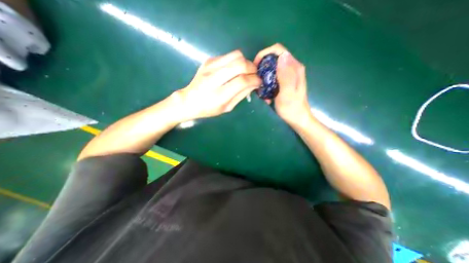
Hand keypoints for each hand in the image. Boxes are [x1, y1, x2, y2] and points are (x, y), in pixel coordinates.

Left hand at [171, 49, 259, 121]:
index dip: (254, 79)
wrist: (189, 100)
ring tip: (245, 71)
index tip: (259, 82)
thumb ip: (241, 95)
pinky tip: (233, 69)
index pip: (242, 81)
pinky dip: (236, 61)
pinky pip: (228, 55)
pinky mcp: (208, 61)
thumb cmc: (209, 109)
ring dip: (245, 62)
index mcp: (219, 95)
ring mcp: (210, 67)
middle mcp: (214, 78)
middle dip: (252, 68)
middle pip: (240, 64)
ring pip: (236, 55)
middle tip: (254, 75)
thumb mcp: (227, 107)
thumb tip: (254, 83)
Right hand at [253, 44, 310, 126]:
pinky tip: (267, 95)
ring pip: (271, 69)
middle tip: (256, 81)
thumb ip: (285, 76)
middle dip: (262, 68)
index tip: (255, 66)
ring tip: (261, 91)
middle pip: (273, 59)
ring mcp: (288, 75)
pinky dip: (266, 85)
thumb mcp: (287, 94)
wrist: (297, 119)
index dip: (264, 54)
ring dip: (263, 78)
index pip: (278, 50)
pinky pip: (272, 78)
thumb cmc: (291, 108)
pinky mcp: (284, 82)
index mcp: (294, 68)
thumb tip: (282, 56)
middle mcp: (292, 68)